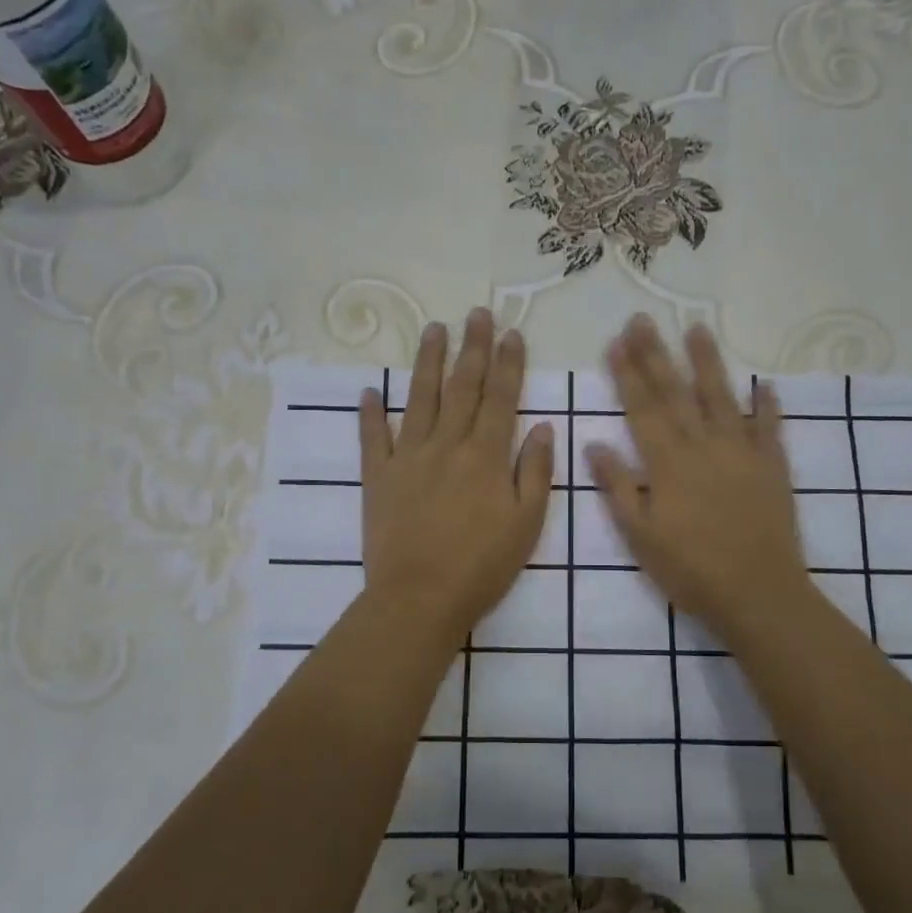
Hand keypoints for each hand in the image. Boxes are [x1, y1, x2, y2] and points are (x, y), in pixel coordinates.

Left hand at [359, 308, 554, 644]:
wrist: (419, 599)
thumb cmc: (482, 566)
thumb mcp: (526, 525)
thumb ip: (536, 473)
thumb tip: (543, 428)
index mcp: (486, 457)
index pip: (500, 398)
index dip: (508, 364)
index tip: (511, 333)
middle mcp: (447, 446)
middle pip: (462, 388)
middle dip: (472, 348)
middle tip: (476, 314)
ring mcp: (408, 458)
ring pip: (419, 400)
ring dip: (428, 363)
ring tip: (433, 329)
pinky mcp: (378, 477)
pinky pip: (372, 439)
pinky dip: (370, 414)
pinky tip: (369, 391)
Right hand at [587, 316, 812, 645]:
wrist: (758, 593)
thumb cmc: (690, 570)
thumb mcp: (640, 535)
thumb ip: (618, 487)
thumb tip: (594, 444)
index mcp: (668, 463)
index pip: (643, 408)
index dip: (628, 374)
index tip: (616, 342)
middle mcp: (703, 446)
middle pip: (676, 393)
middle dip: (656, 354)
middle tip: (642, 320)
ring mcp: (742, 452)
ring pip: (722, 398)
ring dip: (708, 362)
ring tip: (697, 329)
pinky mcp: (772, 467)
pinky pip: (770, 428)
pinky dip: (768, 405)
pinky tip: (765, 384)